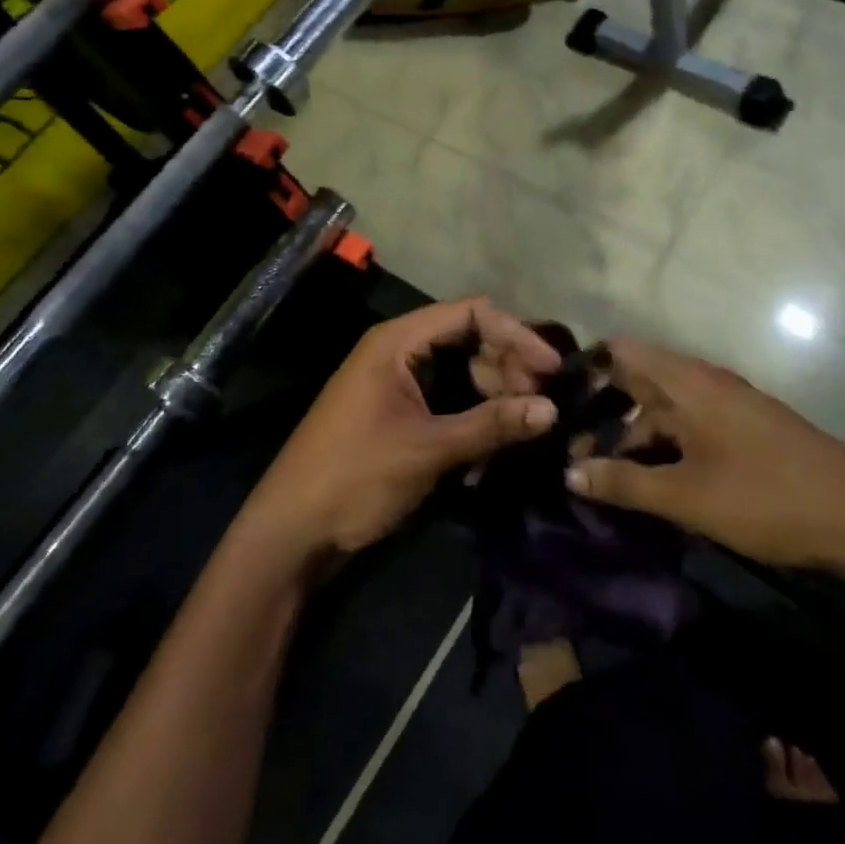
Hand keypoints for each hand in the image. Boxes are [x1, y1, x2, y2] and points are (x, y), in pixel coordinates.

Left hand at [243, 298, 561, 562]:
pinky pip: (447, 399)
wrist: (292, 530)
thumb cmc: (355, 476)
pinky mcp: (398, 412)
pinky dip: (473, 415)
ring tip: (524, 427)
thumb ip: (490, 425)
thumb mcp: (427, 450)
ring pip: (460, 372)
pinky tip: (496, 444)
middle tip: (540, 405)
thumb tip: (552, 409)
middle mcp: (398, 351)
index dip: (515, 334)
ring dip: (494, 395)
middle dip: (507, 368)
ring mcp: (397, 382)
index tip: (551, 368)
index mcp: (397, 341)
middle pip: (468, 340)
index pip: (470, 313)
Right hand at [565, 338, 844, 569]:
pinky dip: (664, 444)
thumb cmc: (766, 498)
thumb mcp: (687, 497)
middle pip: (639, 380)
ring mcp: (728, 404)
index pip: (622, 351)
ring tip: (603, 472)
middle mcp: (704, 381)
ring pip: (665, 407)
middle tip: (571, 447)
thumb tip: (569, 472)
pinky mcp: (744, 429)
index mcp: (687, 381)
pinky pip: (689, 424)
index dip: (587, 369)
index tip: (558, 402)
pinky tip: (652, 478)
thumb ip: (625, 483)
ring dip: (634, 434)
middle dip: (604, 410)